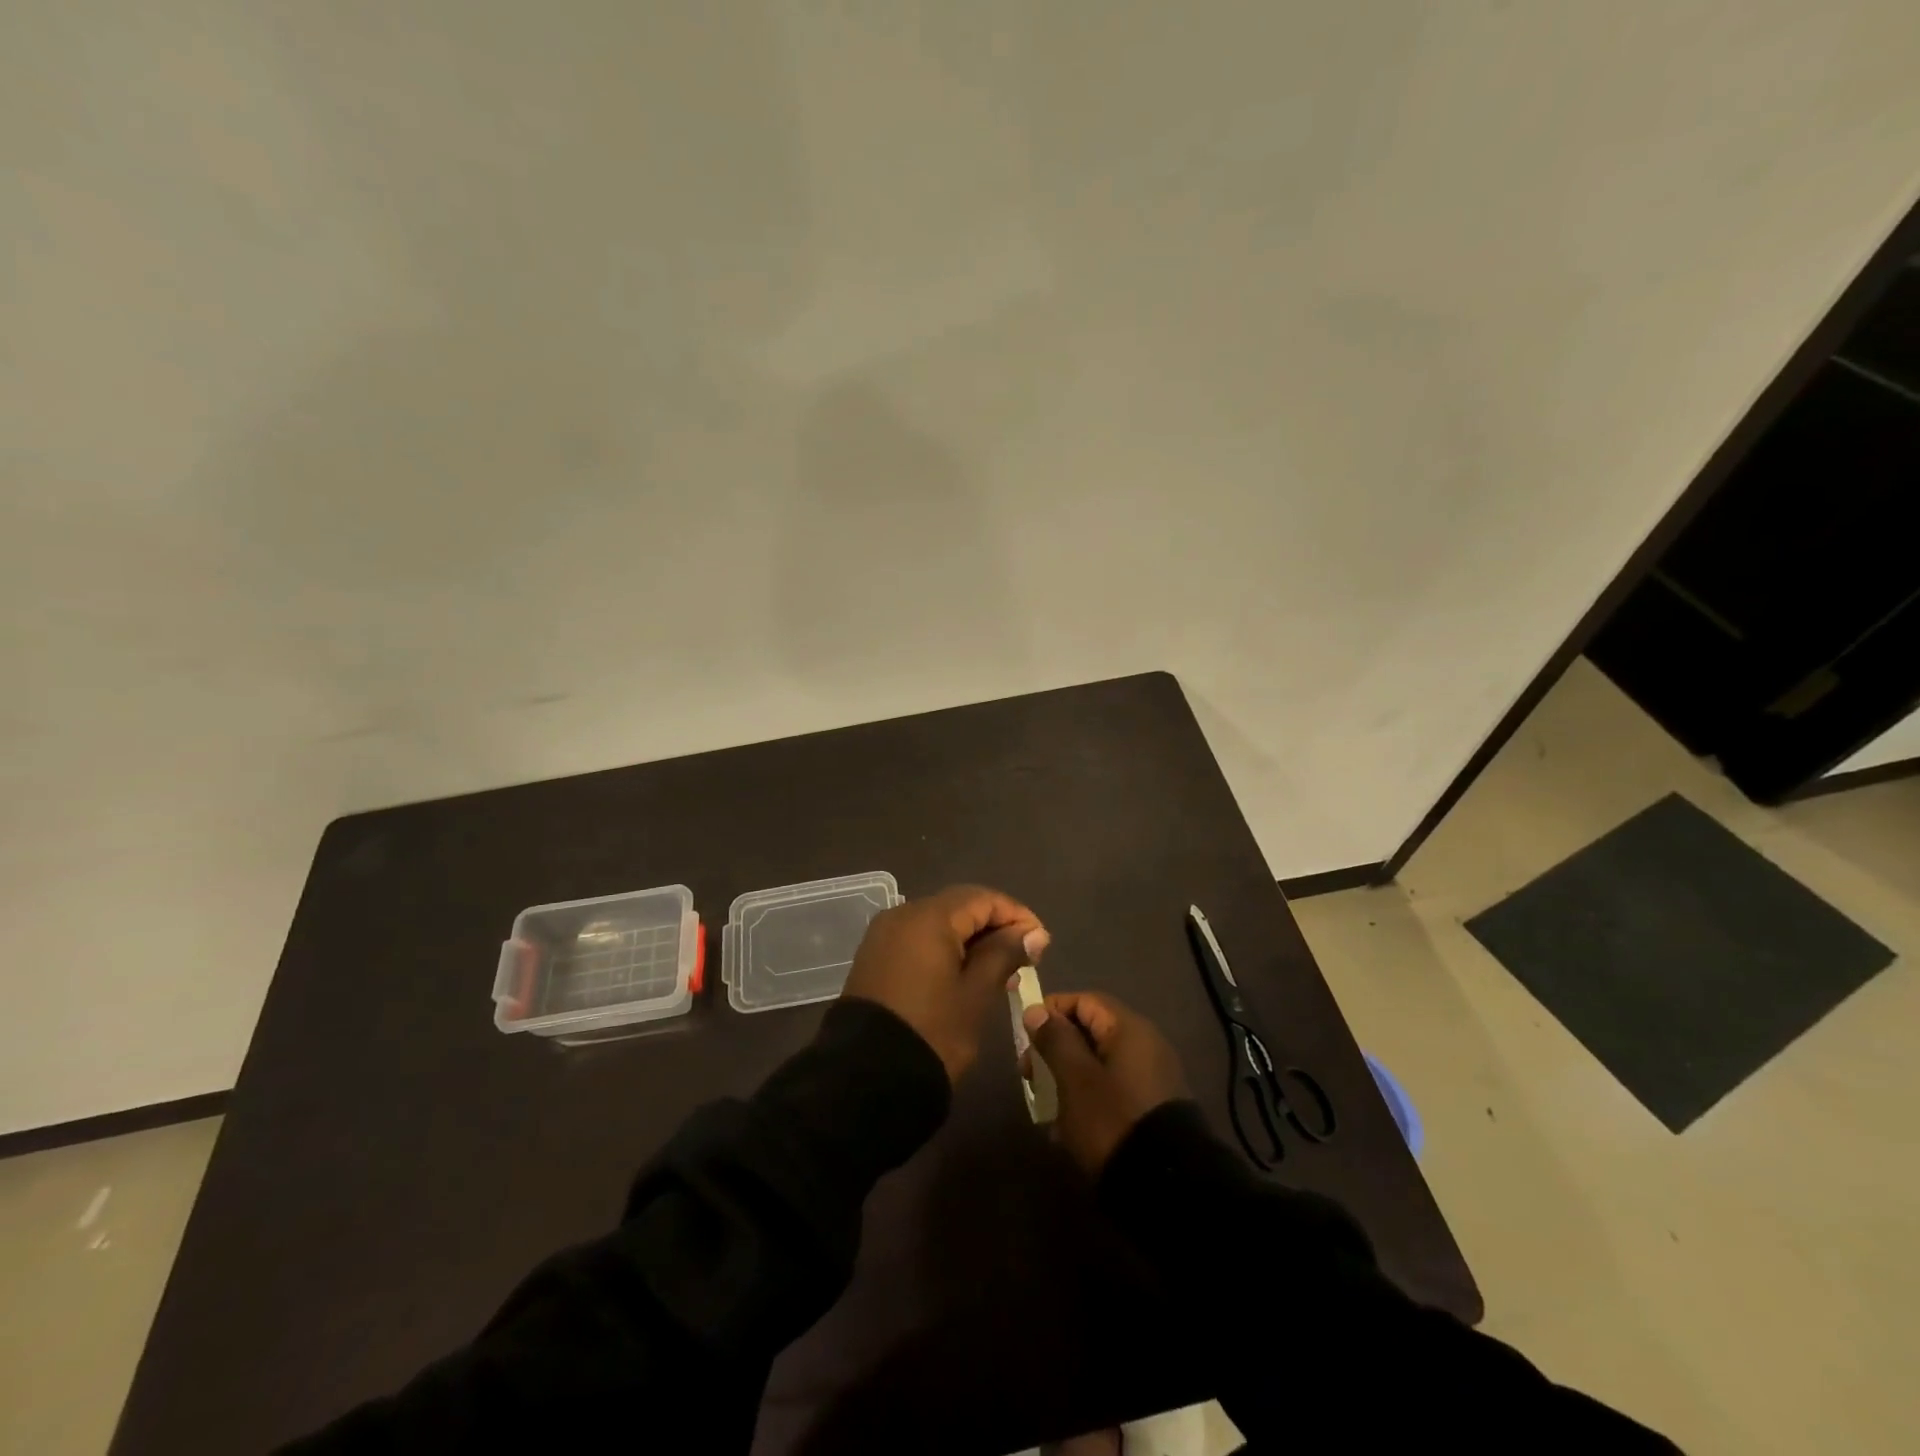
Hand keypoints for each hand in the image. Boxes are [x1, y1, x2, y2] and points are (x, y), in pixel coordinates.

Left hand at [843, 885, 1048, 1082]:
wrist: (866, 1077)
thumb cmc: (932, 1032)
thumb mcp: (976, 994)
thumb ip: (1004, 954)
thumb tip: (1034, 933)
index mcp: (928, 917)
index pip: (982, 899)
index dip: (1016, 916)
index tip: (1042, 943)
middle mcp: (902, 914)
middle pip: (959, 907)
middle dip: (994, 926)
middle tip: (1024, 958)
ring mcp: (884, 935)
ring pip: (938, 923)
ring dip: (971, 939)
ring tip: (1001, 970)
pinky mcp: (875, 956)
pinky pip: (918, 939)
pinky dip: (945, 949)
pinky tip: (965, 974)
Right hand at [1022, 992, 1187, 1173]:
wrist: (1167, 1186)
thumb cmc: (1113, 1119)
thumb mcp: (1074, 1078)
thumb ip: (1054, 1039)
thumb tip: (1037, 1011)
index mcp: (1129, 1029)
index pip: (1084, 1000)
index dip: (1051, 1011)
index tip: (1025, 1036)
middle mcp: (1145, 1045)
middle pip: (1091, 1032)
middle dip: (1055, 1049)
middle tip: (1029, 1075)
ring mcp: (1152, 1078)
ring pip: (1098, 1064)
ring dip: (1068, 1077)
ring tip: (1045, 1106)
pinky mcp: (1152, 1108)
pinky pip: (1112, 1089)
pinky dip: (1087, 1099)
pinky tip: (1068, 1129)